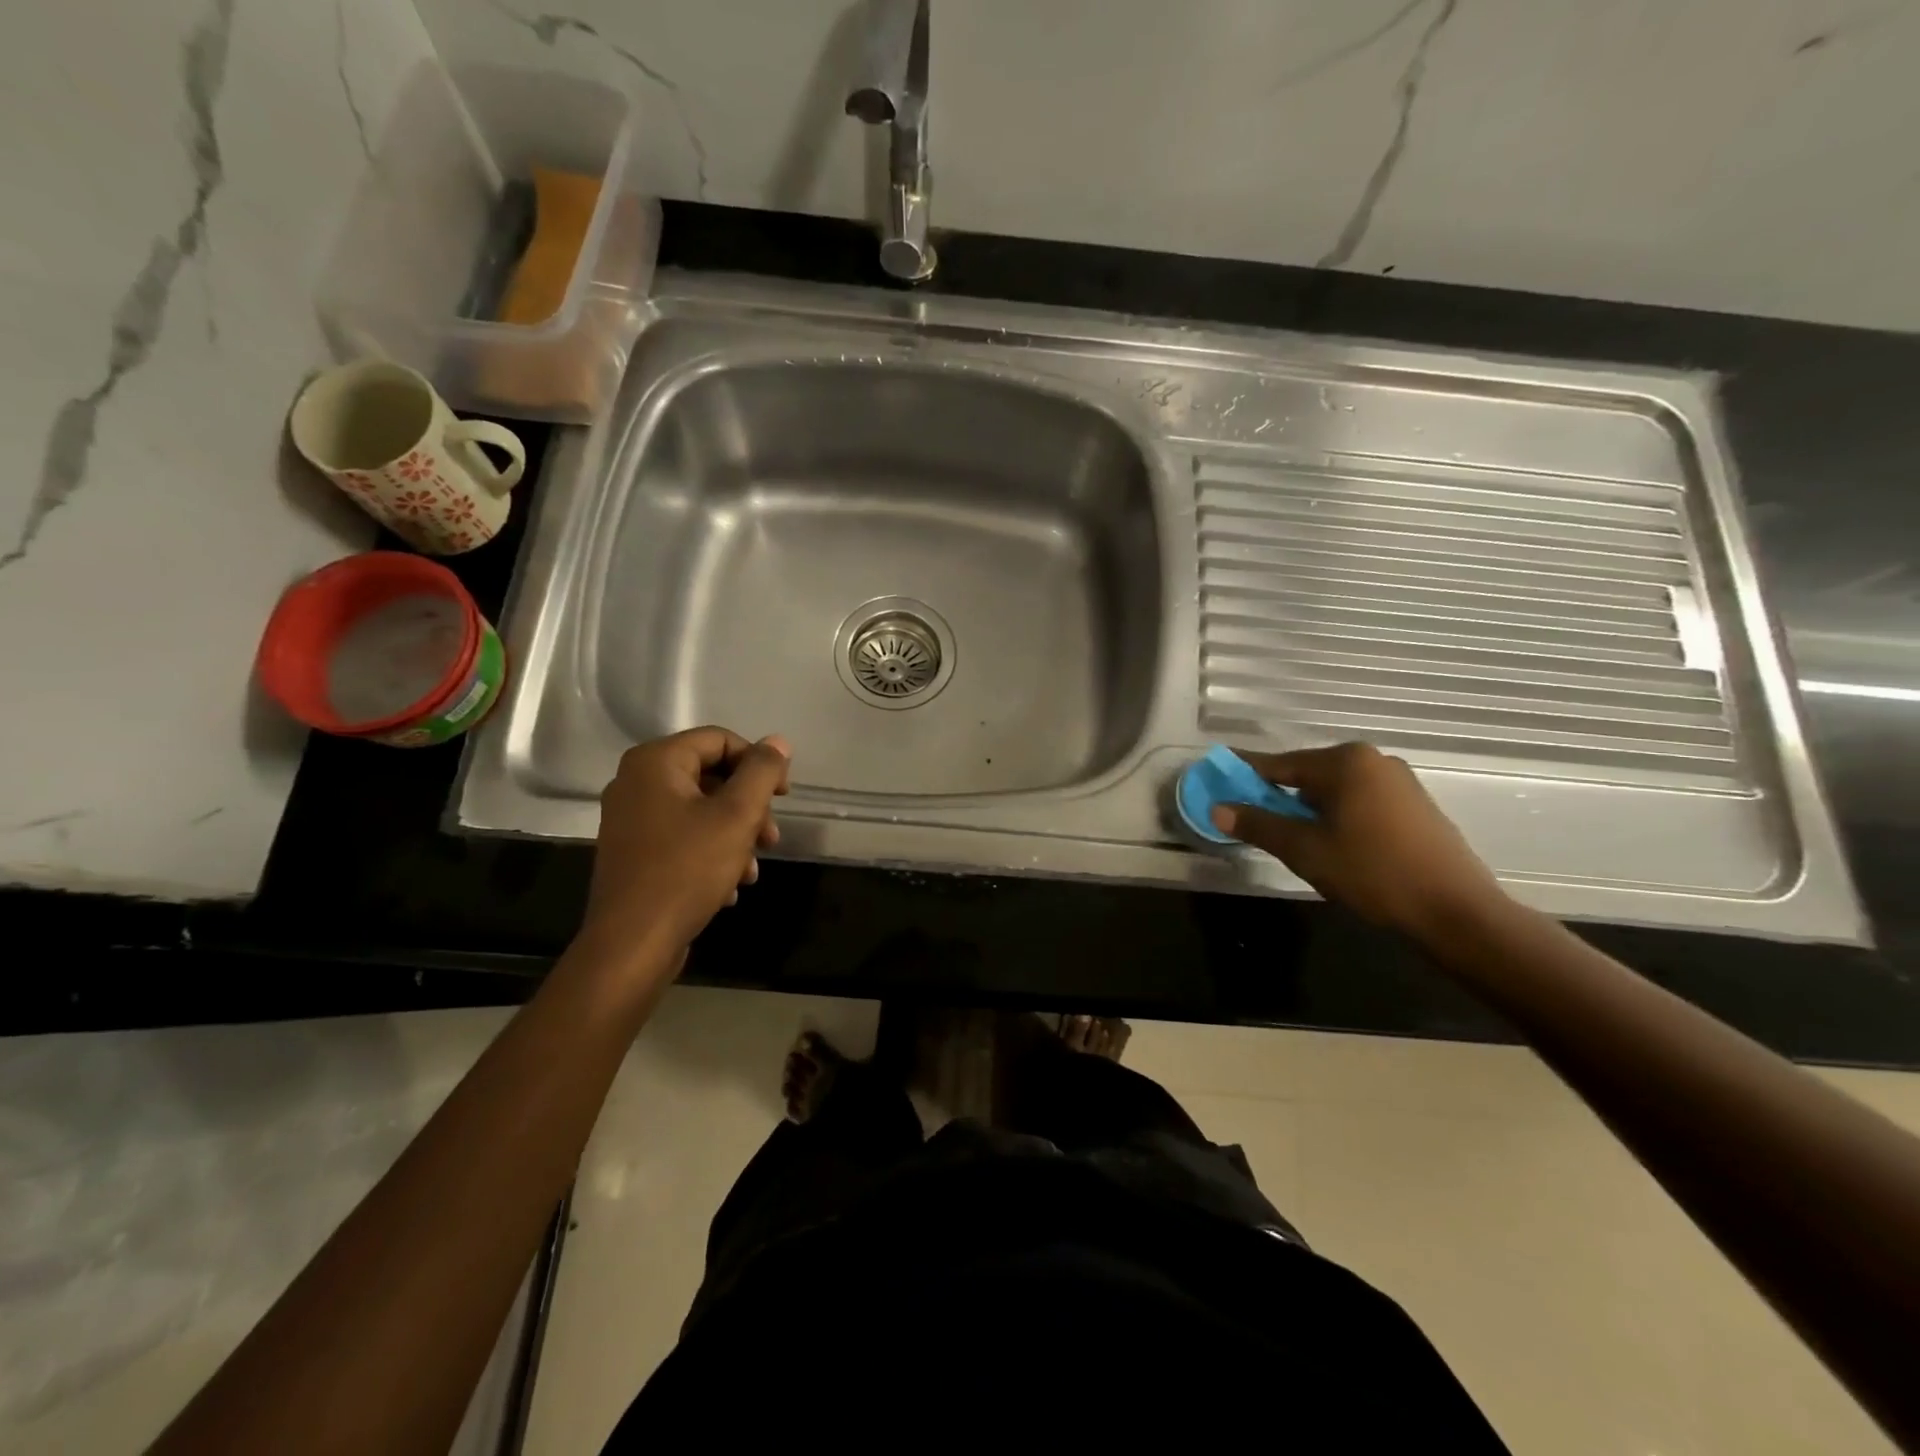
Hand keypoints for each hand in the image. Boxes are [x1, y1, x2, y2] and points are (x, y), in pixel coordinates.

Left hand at [582, 726, 790, 958]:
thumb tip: (778, 743)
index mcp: (656, 762)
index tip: (784, 796)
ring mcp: (631, 819)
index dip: (758, 762)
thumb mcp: (737, 816)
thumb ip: (762, 772)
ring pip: (700, 811)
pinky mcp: (633, 852)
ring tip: (752, 870)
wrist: (632, 943)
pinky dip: (711, 853)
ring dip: (735, 835)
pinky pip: (682, 837)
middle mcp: (636, 782)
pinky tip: (730, 886)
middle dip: (749, 807)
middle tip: (771, 838)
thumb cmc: (687, 870)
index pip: (719, 740)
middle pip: (711, 776)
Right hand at [1209, 742, 1505, 938]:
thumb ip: (1258, 825)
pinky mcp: (1415, 806)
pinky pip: (1359, 802)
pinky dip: (1336, 816)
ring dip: (1307, 810)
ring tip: (1292, 840)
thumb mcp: (1305, 850)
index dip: (1245, 777)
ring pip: (1334, 790)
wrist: (1455, 912)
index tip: (1219, 786)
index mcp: (1345, 761)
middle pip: (1307, 776)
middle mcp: (1373, 760)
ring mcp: (1399, 782)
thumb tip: (1217, 808)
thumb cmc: (1372, 873)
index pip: (1279, 765)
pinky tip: (1332, 844)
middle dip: (1277, 797)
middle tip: (1253, 822)